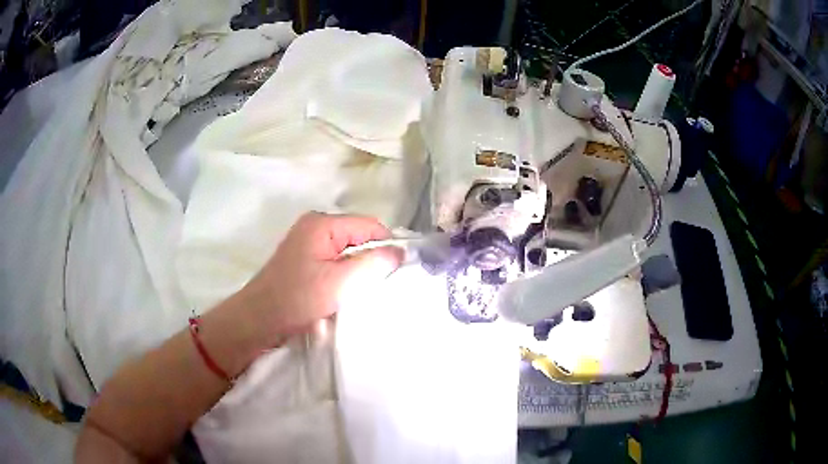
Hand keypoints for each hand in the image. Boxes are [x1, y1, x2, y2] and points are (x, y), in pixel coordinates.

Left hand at [243, 212, 403, 337]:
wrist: (258, 320)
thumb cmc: (297, 299)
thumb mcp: (340, 282)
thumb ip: (373, 263)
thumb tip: (399, 251)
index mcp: (322, 223)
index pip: (370, 225)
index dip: (387, 245)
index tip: (397, 271)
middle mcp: (315, 225)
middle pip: (359, 236)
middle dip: (371, 258)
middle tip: (378, 284)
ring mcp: (308, 242)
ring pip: (348, 250)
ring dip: (358, 268)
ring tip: (361, 290)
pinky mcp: (305, 258)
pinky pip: (335, 259)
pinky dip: (345, 273)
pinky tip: (345, 290)